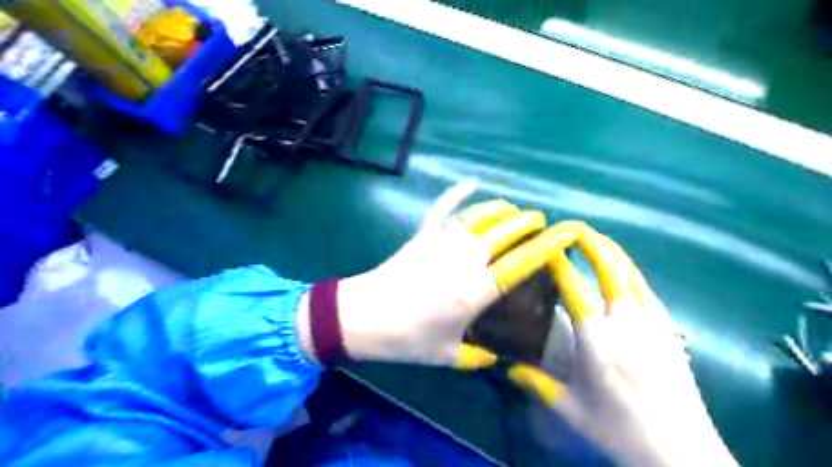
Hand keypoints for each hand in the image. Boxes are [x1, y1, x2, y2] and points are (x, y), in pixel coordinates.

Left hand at [312, 183, 584, 368]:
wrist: (363, 317)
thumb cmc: (408, 339)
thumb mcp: (449, 355)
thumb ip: (478, 357)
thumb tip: (495, 355)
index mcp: (476, 290)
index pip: (522, 263)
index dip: (547, 246)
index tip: (566, 235)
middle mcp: (465, 260)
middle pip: (505, 232)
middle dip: (527, 223)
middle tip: (539, 221)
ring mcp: (442, 243)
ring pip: (480, 217)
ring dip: (501, 209)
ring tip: (514, 209)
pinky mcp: (422, 235)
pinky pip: (442, 208)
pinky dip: (456, 192)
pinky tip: (471, 182)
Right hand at [504, 228, 737, 465]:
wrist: (681, 452)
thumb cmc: (619, 428)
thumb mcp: (570, 409)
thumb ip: (537, 383)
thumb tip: (508, 369)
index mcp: (595, 337)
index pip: (572, 287)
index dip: (558, 261)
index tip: (545, 245)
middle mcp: (623, 321)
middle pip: (608, 269)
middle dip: (591, 244)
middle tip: (575, 228)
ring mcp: (650, 322)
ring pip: (631, 274)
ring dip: (612, 251)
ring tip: (597, 238)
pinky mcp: (668, 330)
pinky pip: (647, 289)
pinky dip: (632, 271)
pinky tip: (625, 269)